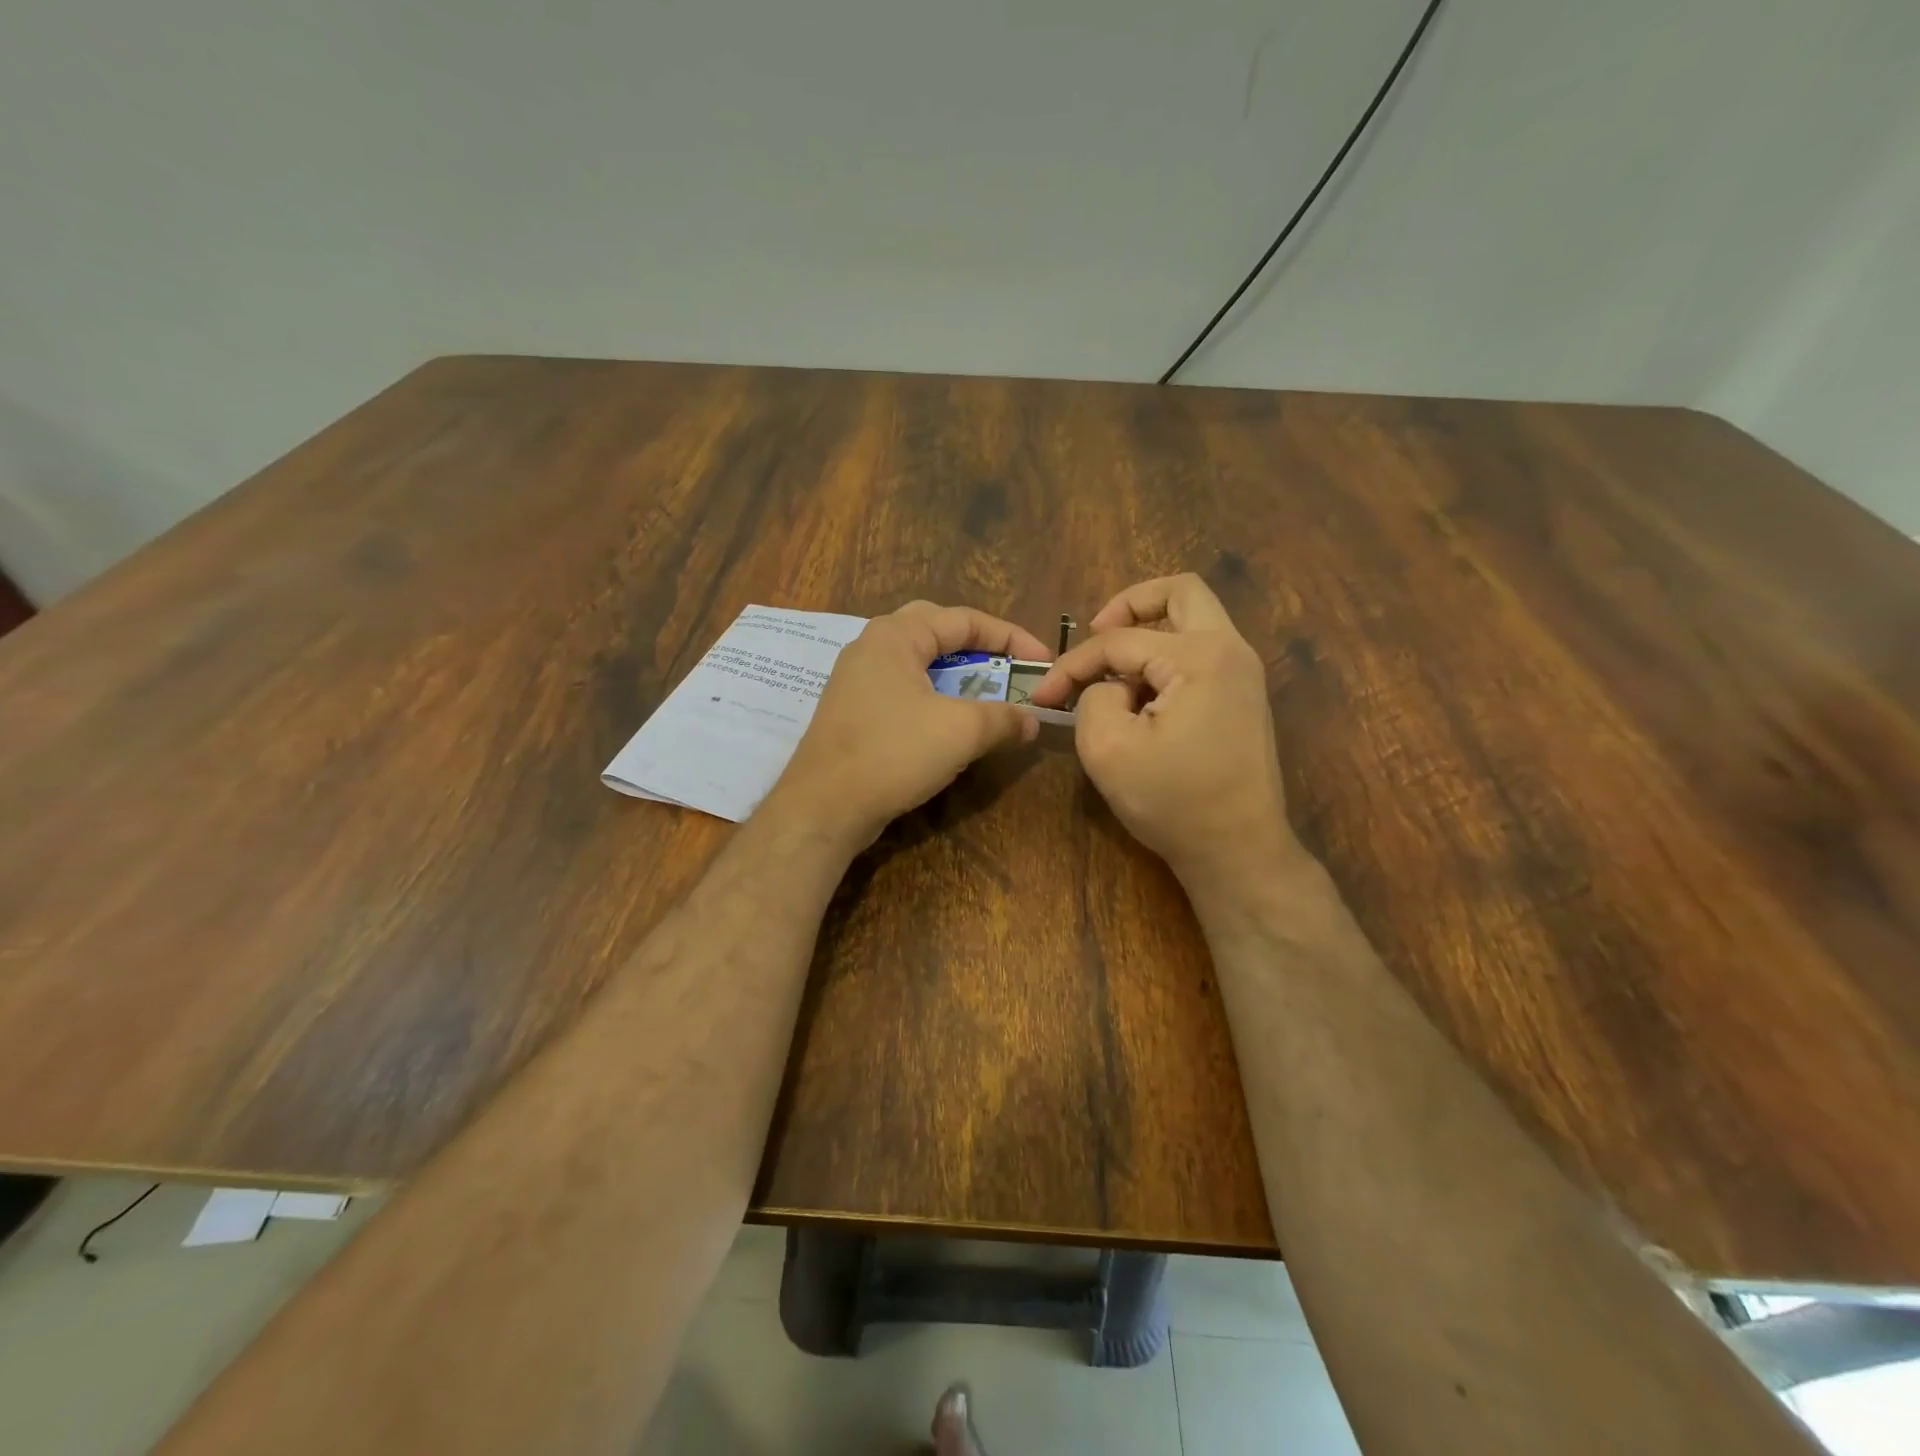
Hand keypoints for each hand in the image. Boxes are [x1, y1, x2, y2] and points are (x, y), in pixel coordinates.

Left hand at [773, 601, 1050, 847]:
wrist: (824, 806)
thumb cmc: (893, 753)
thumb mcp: (961, 731)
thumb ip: (1004, 718)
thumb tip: (1032, 721)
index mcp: (896, 635)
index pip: (964, 619)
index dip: (1010, 638)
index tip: (1042, 662)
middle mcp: (872, 646)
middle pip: (936, 629)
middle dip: (978, 646)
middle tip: (1007, 666)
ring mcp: (856, 678)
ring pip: (917, 661)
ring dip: (955, 673)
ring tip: (983, 691)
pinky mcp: (852, 709)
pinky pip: (901, 687)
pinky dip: (932, 695)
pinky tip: (945, 720)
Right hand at [1030, 575, 1301, 898]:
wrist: (1239, 851)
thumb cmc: (1173, 802)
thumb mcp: (1108, 749)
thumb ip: (1093, 697)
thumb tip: (1108, 685)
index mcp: (1200, 657)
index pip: (1120, 641)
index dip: (1072, 665)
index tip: (1044, 695)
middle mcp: (1231, 651)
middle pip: (1181, 592)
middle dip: (1129, 604)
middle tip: (1096, 632)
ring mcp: (1244, 674)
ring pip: (1194, 619)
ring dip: (1149, 631)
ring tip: (1114, 670)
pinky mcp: (1243, 697)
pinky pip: (1201, 652)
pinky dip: (1166, 657)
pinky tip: (1142, 695)